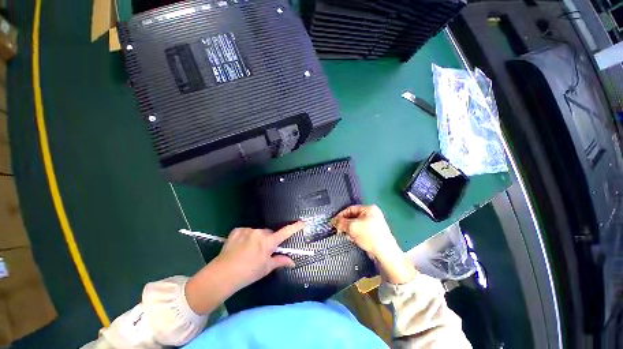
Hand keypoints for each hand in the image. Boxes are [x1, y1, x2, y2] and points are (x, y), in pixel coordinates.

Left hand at [216, 222, 303, 289]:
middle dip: (268, 240)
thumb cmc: (248, 273)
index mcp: (268, 242)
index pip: (285, 232)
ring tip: (248, 251)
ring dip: (257, 239)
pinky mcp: (237, 230)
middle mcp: (259, 232)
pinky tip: (240, 247)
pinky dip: (246, 237)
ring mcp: (247, 230)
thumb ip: (280, 261)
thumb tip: (293, 262)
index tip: (302, 222)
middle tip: (262, 252)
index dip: (295, 227)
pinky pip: (246, 232)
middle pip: (269, 233)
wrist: (223, 274)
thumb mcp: (266, 268)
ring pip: (257, 232)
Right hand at [332, 205, 416, 283]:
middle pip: (353, 217)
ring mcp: (373, 225)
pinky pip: (360, 231)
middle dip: (345, 224)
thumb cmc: (369, 235)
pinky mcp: (373, 234)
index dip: (341, 215)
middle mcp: (372, 215)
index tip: (334, 222)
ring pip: (356, 225)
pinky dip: (355, 235)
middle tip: (339, 230)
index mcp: (369, 209)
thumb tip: (334, 221)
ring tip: (347, 236)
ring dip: (350, 230)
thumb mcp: (352, 227)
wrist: (385, 253)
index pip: (350, 209)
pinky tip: (353, 240)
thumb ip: (341, 222)